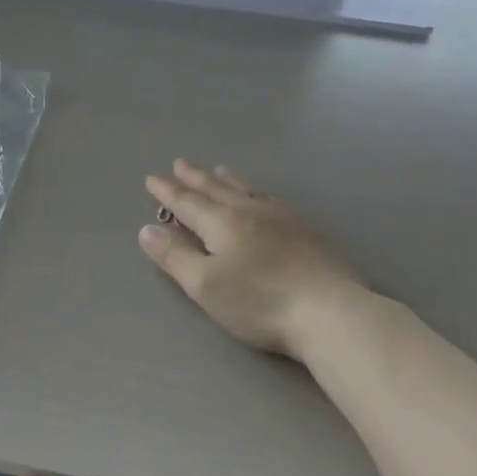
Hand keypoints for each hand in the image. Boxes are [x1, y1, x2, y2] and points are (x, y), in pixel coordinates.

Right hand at [140, 160, 368, 361]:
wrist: (329, 311)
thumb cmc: (258, 301)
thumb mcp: (204, 285)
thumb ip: (174, 256)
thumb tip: (147, 230)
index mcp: (222, 223)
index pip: (187, 202)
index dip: (167, 192)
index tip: (152, 179)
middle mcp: (250, 212)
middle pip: (217, 189)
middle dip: (195, 178)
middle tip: (181, 164)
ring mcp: (283, 219)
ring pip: (247, 190)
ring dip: (227, 180)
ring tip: (218, 170)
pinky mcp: (307, 231)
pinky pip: (271, 199)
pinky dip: (255, 192)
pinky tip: (261, 197)